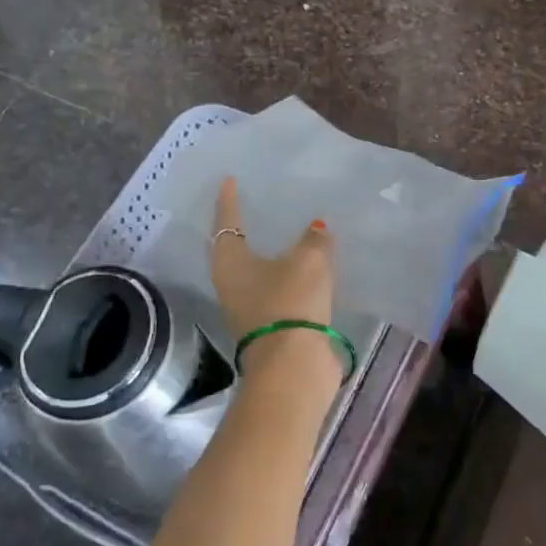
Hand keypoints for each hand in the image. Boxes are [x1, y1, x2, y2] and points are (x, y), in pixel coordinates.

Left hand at [209, 177, 336, 375]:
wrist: (293, 365)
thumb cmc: (290, 301)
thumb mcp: (308, 261)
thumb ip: (314, 240)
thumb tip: (317, 228)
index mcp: (230, 261)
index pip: (227, 221)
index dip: (229, 200)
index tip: (229, 180)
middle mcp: (231, 283)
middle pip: (235, 248)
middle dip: (246, 228)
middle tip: (256, 206)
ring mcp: (248, 308)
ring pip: (257, 272)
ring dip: (269, 254)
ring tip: (287, 234)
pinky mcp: (268, 326)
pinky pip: (276, 290)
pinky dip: (287, 276)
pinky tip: (305, 267)